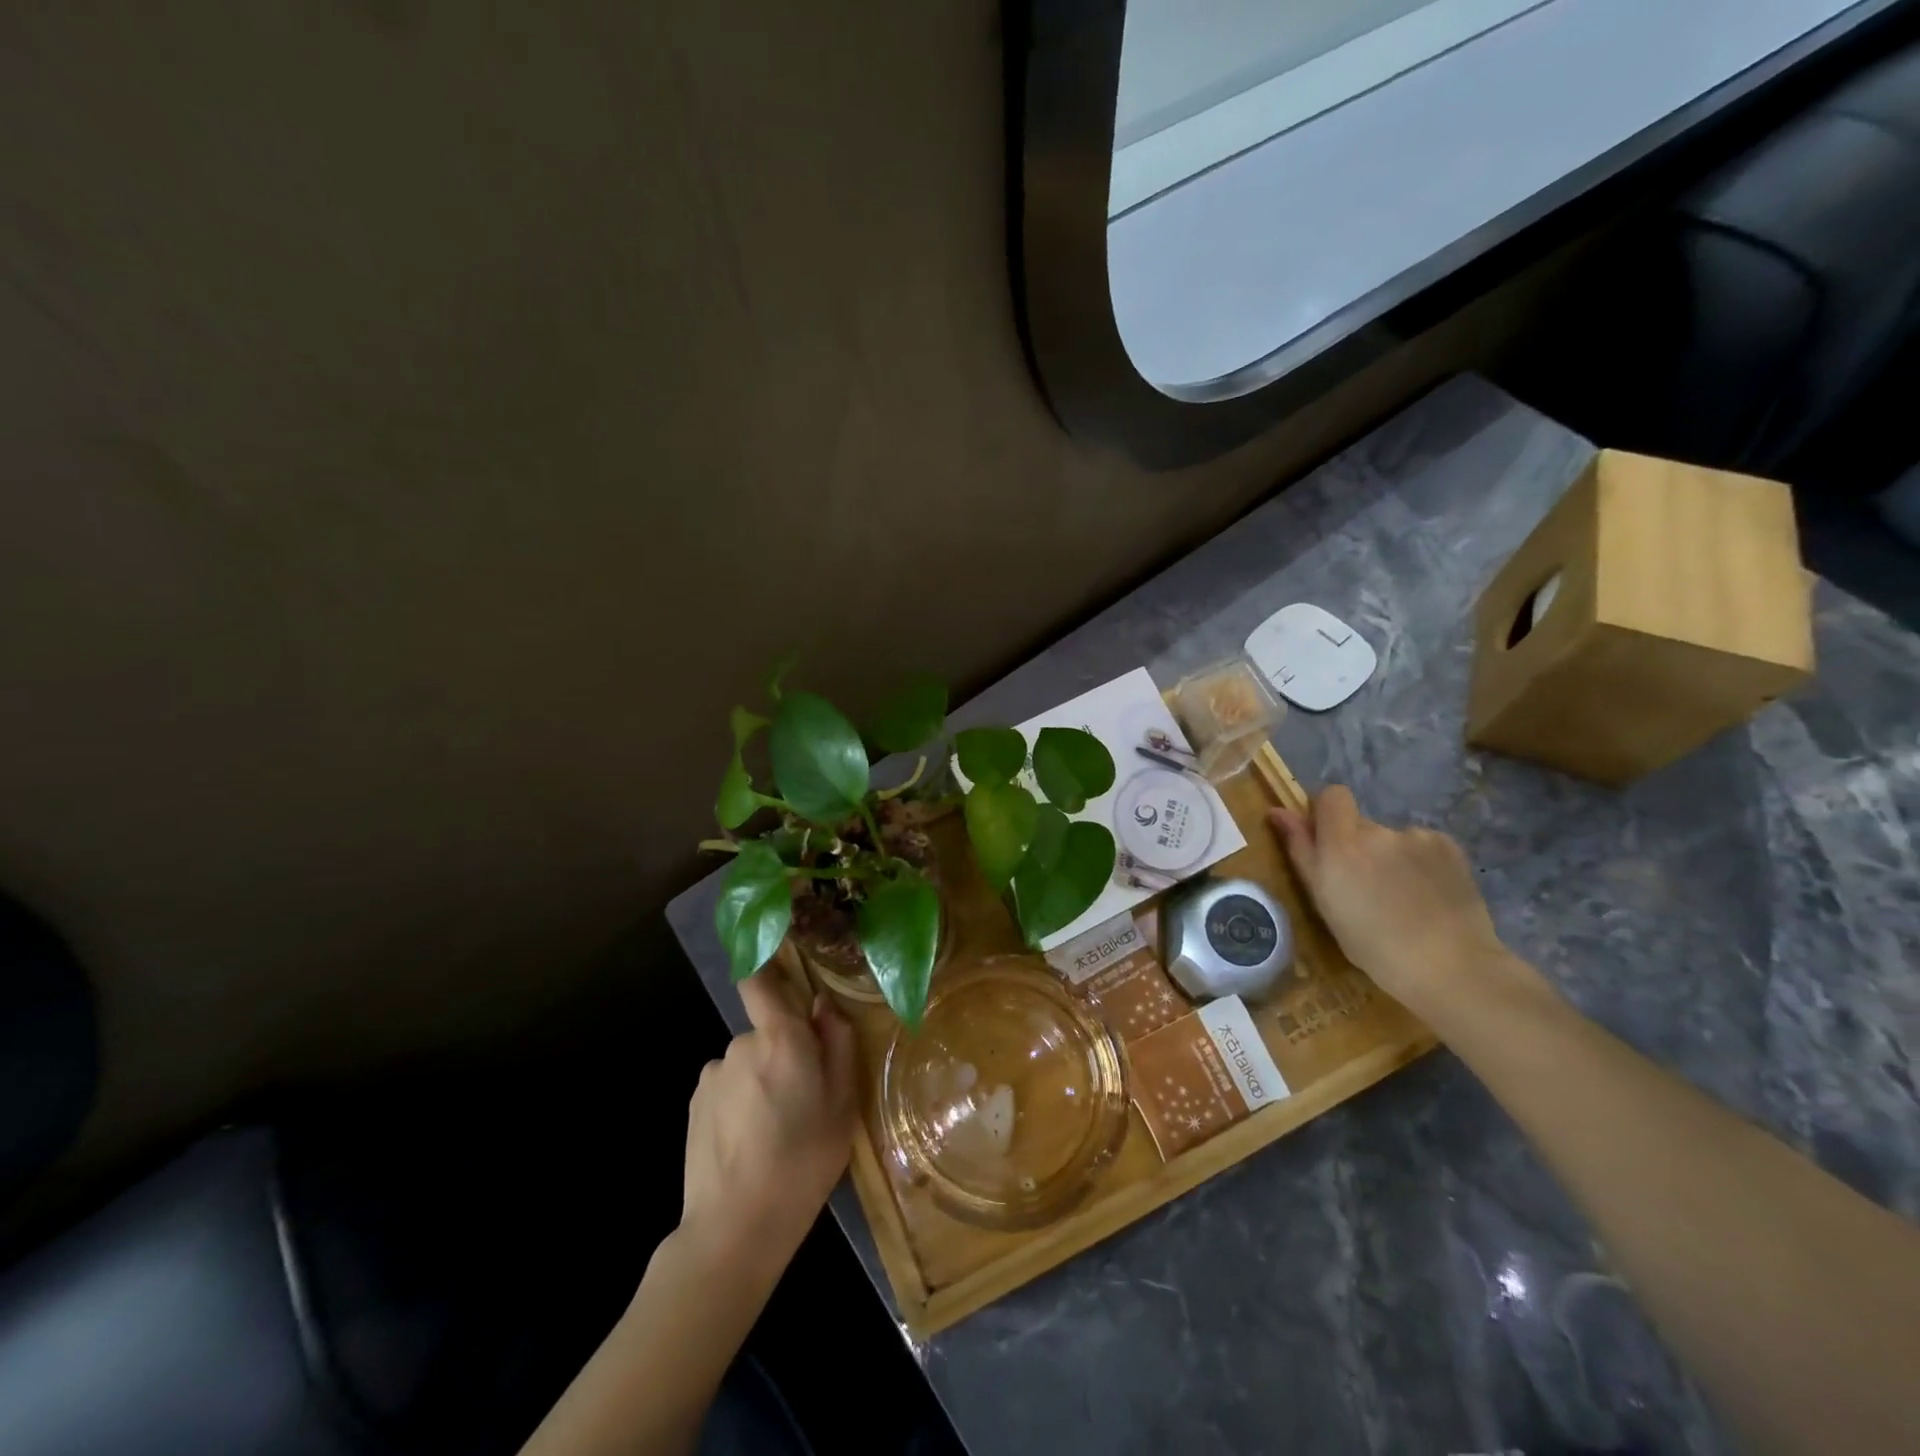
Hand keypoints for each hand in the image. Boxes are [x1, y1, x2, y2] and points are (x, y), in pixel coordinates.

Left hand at [678, 974, 857, 1280]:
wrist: (734, 1229)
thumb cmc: (803, 1163)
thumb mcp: (842, 1105)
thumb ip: (837, 1045)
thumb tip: (824, 1006)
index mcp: (781, 1038)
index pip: (761, 980)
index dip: (766, 964)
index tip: (780, 964)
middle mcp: (740, 1044)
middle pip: (767, 1030)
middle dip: (784, 1050)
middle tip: (804, 1097)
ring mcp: (712, 1073)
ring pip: (748, 1060)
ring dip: (761, 1078)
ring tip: (774, 1128)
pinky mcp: (694, 1102)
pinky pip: (727, 1084)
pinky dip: (739, 1100)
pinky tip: (747, 1140)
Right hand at [1268, 786, 1514, 1016]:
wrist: (1450, 967)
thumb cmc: (1372, 944)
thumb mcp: (1323, 901)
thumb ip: (1301, 850)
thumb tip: (1277, 812)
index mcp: (1342, 844)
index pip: (1332, 795)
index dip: (1327, 813)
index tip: (1327, 843)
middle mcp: (1379, 831)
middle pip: (1361, 824)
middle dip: (1358, 847)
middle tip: (1367, 888)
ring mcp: (1418, 837)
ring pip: (1392, 839)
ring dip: (1390, 857)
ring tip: (1402, 898)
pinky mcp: (1450, 847)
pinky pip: (1422, 846)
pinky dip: (1420, 864)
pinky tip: (1428, 895)